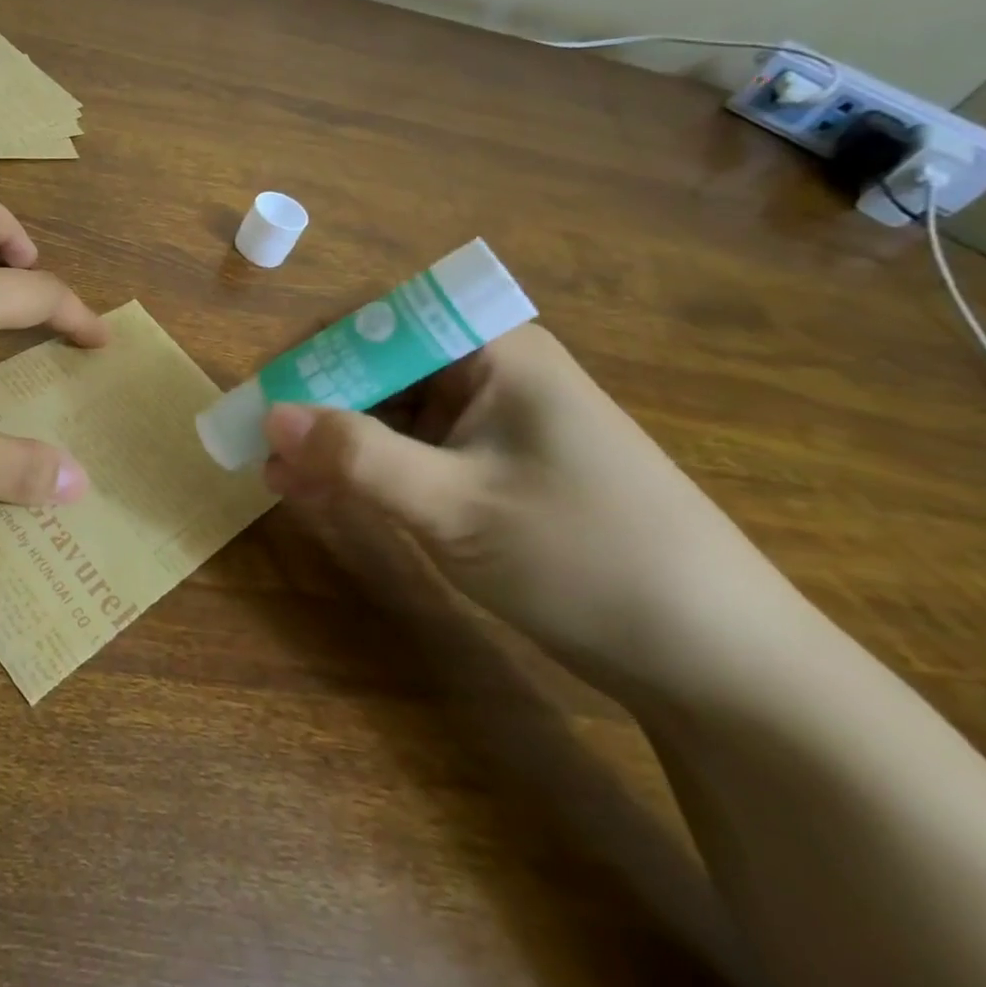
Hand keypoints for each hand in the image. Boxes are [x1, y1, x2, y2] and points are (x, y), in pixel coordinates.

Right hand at [261, 324, 797, 699]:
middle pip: (379, 366)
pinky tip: (320, 497)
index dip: (316, 348)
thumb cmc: (590, 560)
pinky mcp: (492, 470)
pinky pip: (411, 454)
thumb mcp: (456, 507)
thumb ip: (357, 456)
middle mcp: (489, 374)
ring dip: (333, 443)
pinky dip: (365, 472)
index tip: (268, 393)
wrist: (723, 666)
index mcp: (493, 352)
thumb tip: (269, 416)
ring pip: (389, 414)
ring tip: (277, 480)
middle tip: (262, 447)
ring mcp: (492, 424)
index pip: (381, 319)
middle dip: (316, 405)